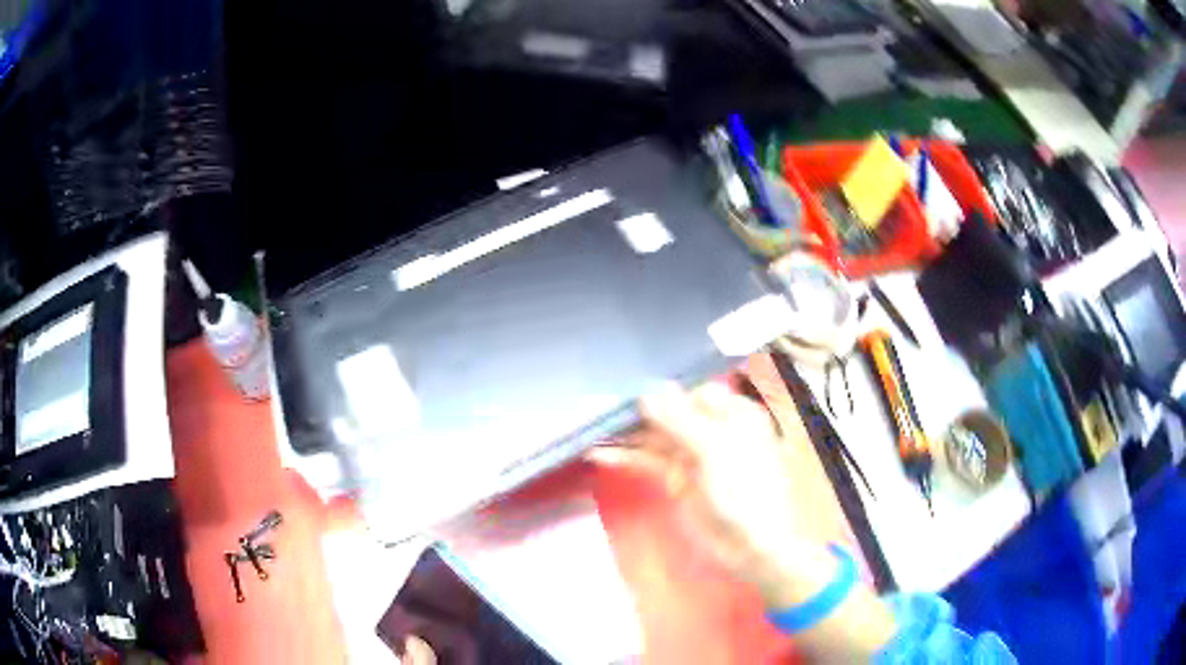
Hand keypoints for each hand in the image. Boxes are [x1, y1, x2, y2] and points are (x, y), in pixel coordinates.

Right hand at [588, 381, 838, 607]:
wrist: (750, 546)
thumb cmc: (743, 492)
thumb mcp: (713, 451)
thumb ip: (679, 420)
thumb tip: (649, 390)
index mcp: (735, 413)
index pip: (693, 391)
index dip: (663, 390)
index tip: (627, 389)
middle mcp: (715, 428)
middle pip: (673, 412)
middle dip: (640, 412)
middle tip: (599, 407)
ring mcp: (696, 454)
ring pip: (658, 436)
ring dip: (629, 434)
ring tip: (592, 428)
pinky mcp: (679, 478)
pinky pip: (652, 460)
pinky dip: (630, 456)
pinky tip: (602, 453)